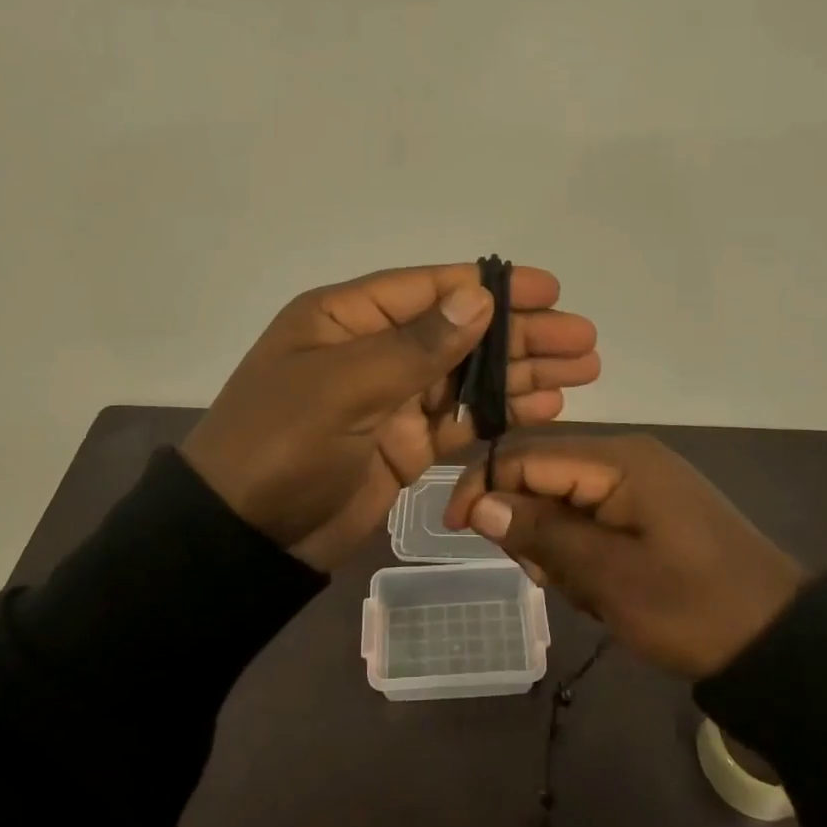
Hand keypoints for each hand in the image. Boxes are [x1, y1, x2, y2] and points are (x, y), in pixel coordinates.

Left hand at [180, 265, 598, 570]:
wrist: (243, 539)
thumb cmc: (282, 444)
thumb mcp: (345, 385)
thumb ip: (417, 345)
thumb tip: (478, 298)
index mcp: (347, 318)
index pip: (430, 289)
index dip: (490, 286)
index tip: (548, 290)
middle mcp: (373, 350)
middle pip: (460, 332)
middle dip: (521, 334)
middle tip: (583, 338)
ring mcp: (391, 400)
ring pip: (469, 377)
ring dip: (522, 372)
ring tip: (583, 369)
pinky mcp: (405, 446)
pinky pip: (462, 421)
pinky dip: (501, 413)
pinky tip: (547, 406)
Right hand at [442, 435, 807, 677]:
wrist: (782, 644)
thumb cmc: (694, 608)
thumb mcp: (609, 576)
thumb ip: (541, 533)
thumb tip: (478, 502)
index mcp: (619, 460)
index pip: (527, 454)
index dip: (484, 484)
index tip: (455, 529)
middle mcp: (627, 458)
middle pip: (544, 475)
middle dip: (530, 526)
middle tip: (547, 578)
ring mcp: (642, 484)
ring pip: (565, 502)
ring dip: (559, 548)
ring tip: (587, 592)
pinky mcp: (650, 510)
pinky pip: (593, 518)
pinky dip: (584, 554)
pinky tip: (604, 590)